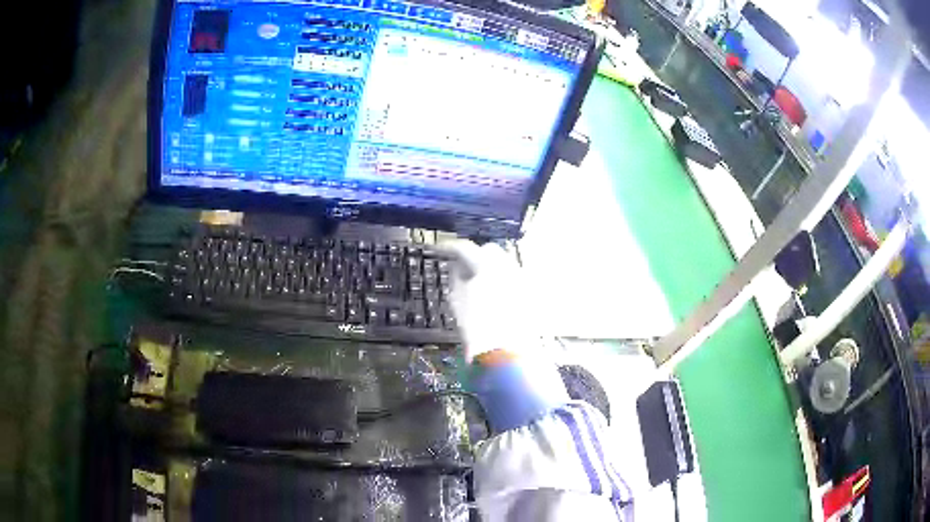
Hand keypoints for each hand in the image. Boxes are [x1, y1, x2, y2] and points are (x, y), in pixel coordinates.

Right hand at [446, 240, 536, 361]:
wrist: (506, 352)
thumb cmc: (477, 326)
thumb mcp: (457, 300)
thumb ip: (456, 276)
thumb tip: (458, 266)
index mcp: (487, 264)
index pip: (465, 248)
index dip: (451, 248)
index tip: (441, 250)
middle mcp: (508, 265)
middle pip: (490, 251)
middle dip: (476, 256)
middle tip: (464, 269)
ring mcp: (522, 278)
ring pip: (504, 263)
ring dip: (491, 268)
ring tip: (479, 285)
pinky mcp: (530, 292)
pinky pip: (514, 279)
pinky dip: (503, 282)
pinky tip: (495, 297)